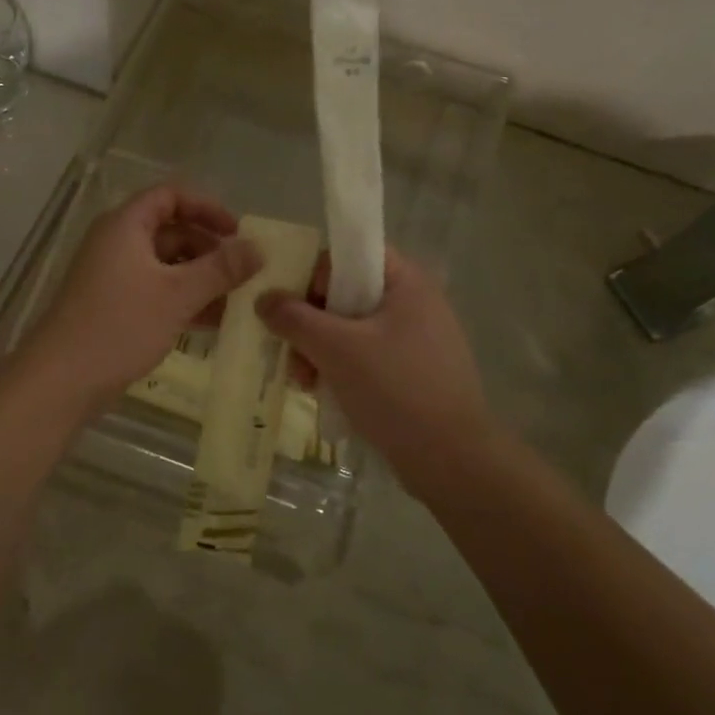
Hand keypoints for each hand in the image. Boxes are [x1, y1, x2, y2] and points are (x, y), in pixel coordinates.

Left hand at [23, 185, 261, 416]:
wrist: (62, 379)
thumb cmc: (120, 325)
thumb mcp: (178, 294)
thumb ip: (220, 269)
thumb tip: (258, 248)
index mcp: (126, 225)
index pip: (170, 196)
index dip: (206, 207)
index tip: (238, 231)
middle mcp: (117, 243)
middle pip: (170, 230)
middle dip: (209, 249)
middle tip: (243, 273)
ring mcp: (113, 276)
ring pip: (166, 265)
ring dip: (200, 278)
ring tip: (236, 301)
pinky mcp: (113, 305)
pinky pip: (156, 290)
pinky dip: (183, 299)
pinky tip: (212, 322)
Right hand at [256, 250, 500, 496]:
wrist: (452, 461)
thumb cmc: (395, 390)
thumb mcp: (336, 348)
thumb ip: (294, 318)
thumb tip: (262, 298)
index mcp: (406, 283)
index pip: (352, 253)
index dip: (317, 272)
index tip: (293, 303)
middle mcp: (413, 304)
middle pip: (345, 294)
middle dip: (309, 321)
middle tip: (288, 348)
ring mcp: (414, 341)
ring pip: (350, 329)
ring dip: (318, 349)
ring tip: (301, 380)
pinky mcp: (410, 374)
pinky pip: (363, 357)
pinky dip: (338, 369)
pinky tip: (319, 392)